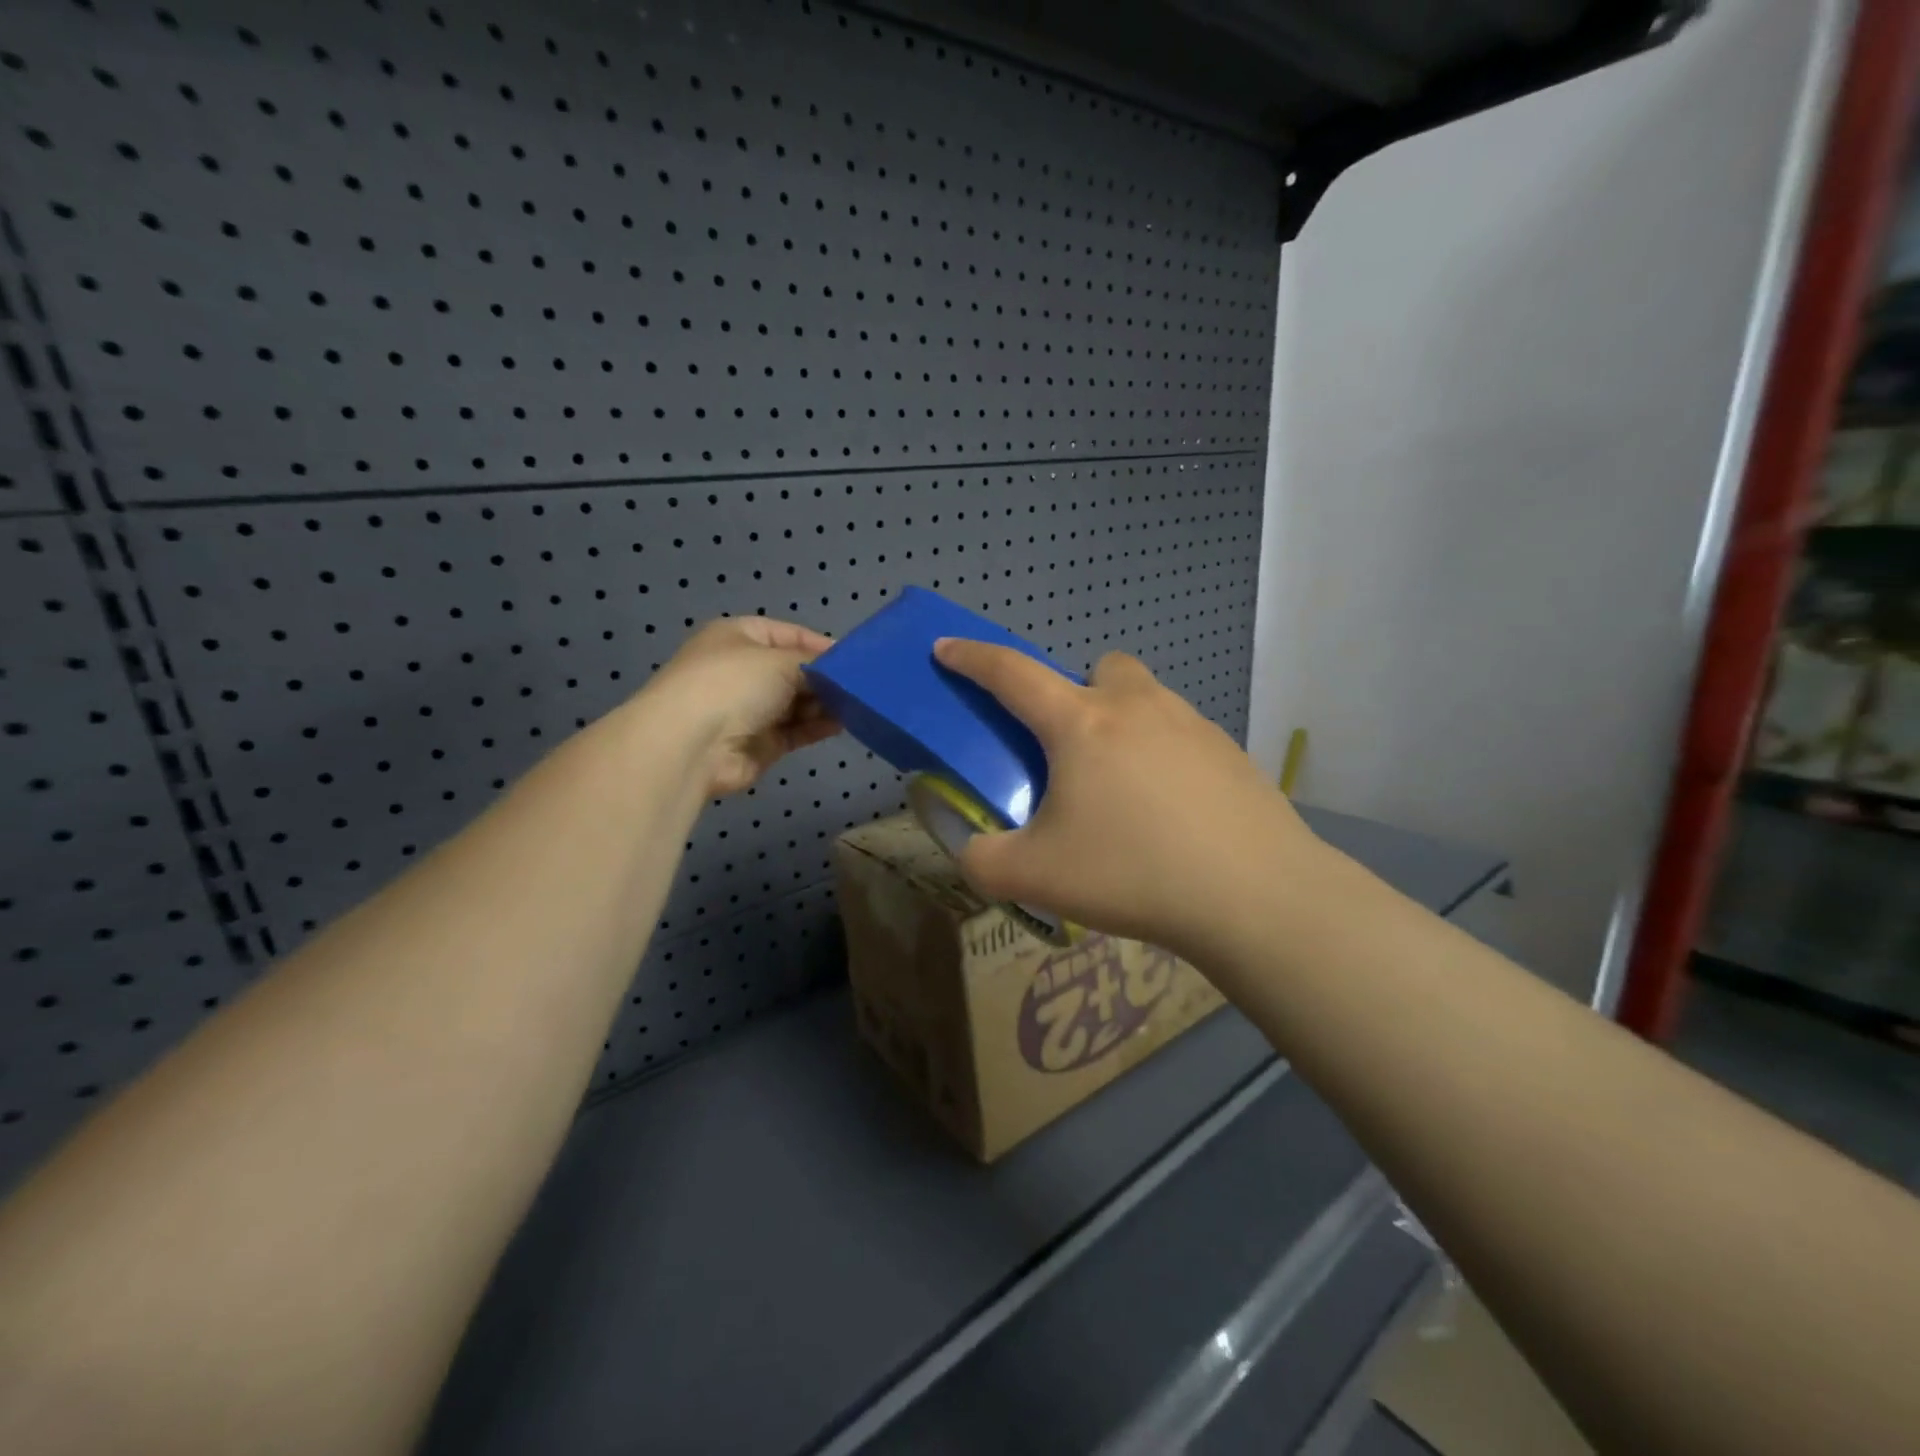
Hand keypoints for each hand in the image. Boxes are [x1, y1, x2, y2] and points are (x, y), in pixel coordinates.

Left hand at [645, 617, 840, 795]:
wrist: (691, 745)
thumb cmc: (733, 684)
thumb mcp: (780, 661)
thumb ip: (814, 664)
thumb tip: (837, 672)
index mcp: (739, 637)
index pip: (788, 634)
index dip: (820, 644)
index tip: (854, 657)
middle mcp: (743, 671)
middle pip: (794, 671)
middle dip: (825, 677)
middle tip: (862, 684)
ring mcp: (751, 709)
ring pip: (798, 703)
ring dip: (825, 703)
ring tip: (859, 703)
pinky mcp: (761, 743)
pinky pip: (797, 730)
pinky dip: (818, 726)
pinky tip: (843, 723)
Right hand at [932, 639, 1318, 961]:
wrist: (1255, 895)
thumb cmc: (1134, 872)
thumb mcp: (1034, 877)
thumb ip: (983, 860)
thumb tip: (975, 849)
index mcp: (1080, 724)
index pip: (1011, 673)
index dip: (971, 657)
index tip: (946, 648)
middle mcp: (1136, 707)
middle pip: (1098, 669)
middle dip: (1076, 693)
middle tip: (1072, 753)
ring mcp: (1191, 724)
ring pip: (1144, 699)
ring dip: (1122, 725)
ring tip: (1123, 794)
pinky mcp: (1230, 752)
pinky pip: (1181, 735)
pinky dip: (1162, 757)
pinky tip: (1171, 815)